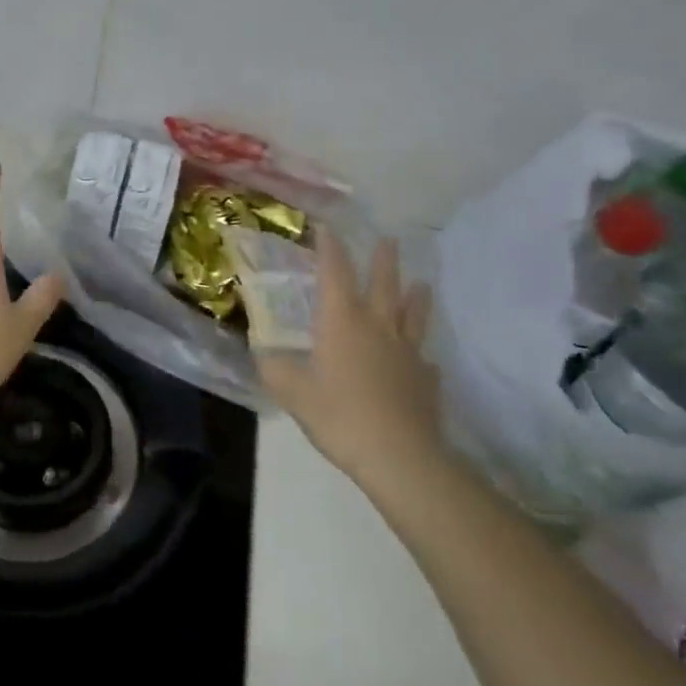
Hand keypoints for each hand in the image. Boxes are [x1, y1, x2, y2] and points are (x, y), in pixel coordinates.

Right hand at [259, 233, 440, 486]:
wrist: (400, 458)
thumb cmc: (340, 415)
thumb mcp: (292, 392)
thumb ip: (273, 367)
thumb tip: (259, 350)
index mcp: (342, 322)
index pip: (335, 273)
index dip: (330, 249)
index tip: (327, 227)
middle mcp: (378, 327)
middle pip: (384, 285)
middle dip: (384, 261)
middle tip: (390, 239)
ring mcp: (408, 354)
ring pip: (412, 317)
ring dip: (416, 298)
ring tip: (422, 283)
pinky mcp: (426, 381)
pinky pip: (425, 361)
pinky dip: (422, 356)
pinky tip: (424, 361)